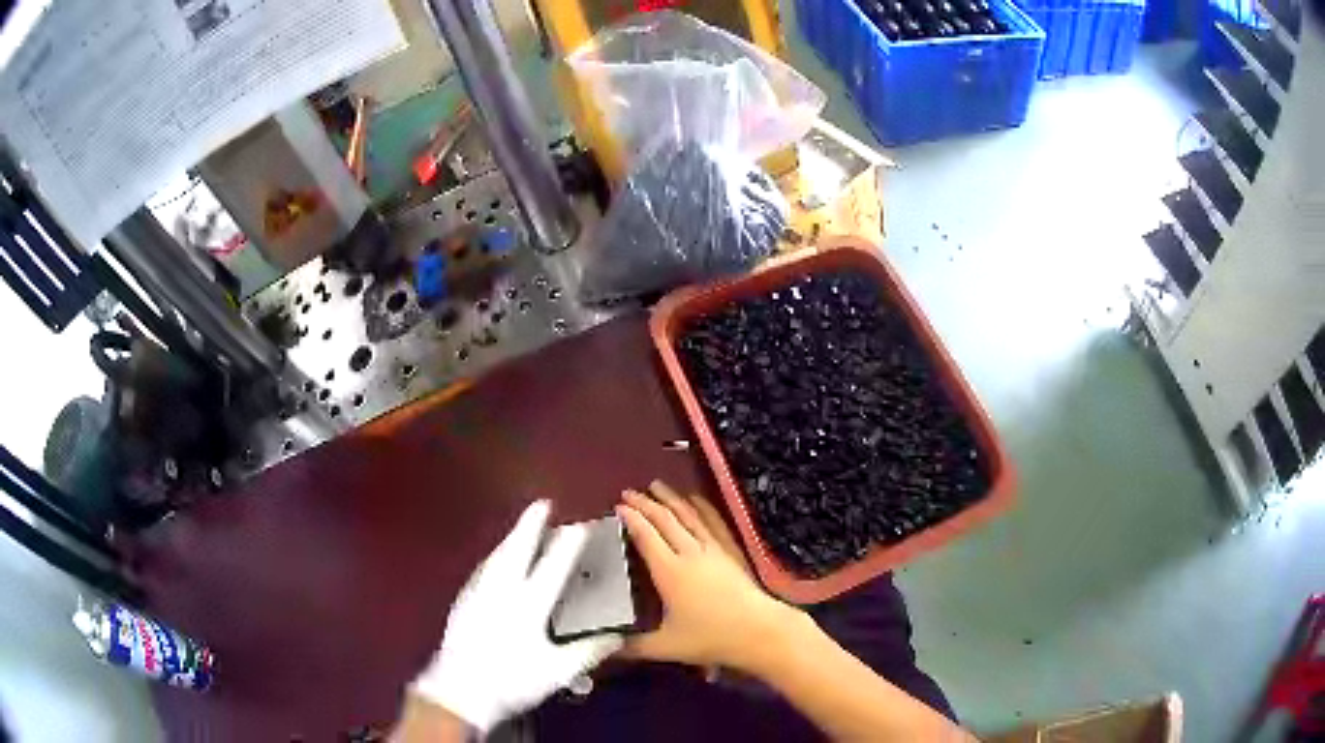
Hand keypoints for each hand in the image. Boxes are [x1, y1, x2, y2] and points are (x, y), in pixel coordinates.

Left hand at [409, 501, 622, 732]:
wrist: (459, 689)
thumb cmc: (512, 680)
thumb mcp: (557, 671)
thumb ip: (588, 651)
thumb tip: (618, 635)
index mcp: (527, 605)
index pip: (552, 568)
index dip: (567, 546)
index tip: (580, 526)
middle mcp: (501, 591)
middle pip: (516, 550)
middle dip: (530, 525)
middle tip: (541, 504)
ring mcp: (477, 594)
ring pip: (496, 556)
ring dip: (511, 537)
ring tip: (521, 526)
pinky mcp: (462, 602)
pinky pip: (483, 569)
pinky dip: (495, 556)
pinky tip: (494, 560)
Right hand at [616, 481, 803, 672]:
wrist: (759, 630)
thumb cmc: (711, 638)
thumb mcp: (667, 647)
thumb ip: (634, 647)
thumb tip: (606, 648)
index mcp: (669, 572)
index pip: (646, 537)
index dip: (631, 519)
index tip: (618, 506)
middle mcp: (689, 553)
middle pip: (665, 520)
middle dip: (645, 504)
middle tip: (628, 492)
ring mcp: (713, 550)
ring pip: (688, 516)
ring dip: (671, 499)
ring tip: (656, 485)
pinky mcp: (730, 552)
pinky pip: (712, 522)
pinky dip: (702, 507)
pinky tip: (695, 499)